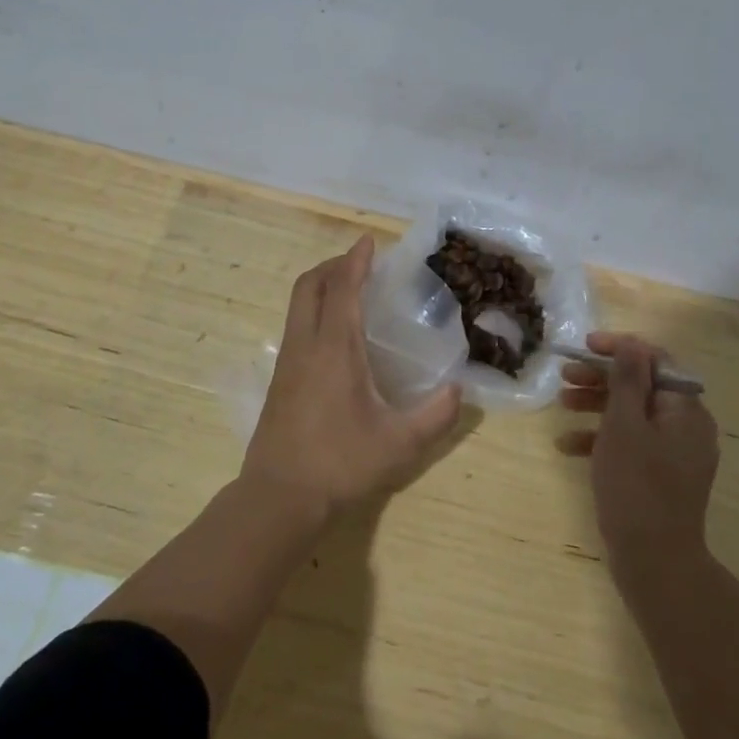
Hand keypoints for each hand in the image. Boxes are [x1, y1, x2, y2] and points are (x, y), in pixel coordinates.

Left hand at [242, 235, 463, 518]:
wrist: (279, 497)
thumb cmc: (340, 464)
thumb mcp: (399, 444)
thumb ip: (435, 415)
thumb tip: (459, 390)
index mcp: (334, 348)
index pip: (343, 288)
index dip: (356, 260)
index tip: (370, 241)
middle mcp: (306, 345)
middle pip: (310, 285)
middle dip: (333, 265)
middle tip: (361, 264)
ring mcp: (287, 362)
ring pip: (298, 305)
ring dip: (321, 287)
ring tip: (350, 292)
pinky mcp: (279, 380)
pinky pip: (296, 326)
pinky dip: (314, 311)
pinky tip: (335, 336)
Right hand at [559, 332, 719, 584]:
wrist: (655, 562)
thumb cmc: (636, 486)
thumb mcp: (625, 425)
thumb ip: (627, 381)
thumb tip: (632, 344)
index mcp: (686, 410)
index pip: (656, 360)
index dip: (620, 348)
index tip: (585, 346)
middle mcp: (686, 427)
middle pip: (642, 386)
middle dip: (601, 378)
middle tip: (565, 376)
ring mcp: (674, 454)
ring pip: (633, 414)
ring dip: (596, 405)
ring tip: (562, 404)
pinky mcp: (659, 476)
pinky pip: (631, 444)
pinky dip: (602, 440)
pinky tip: (567, 447)